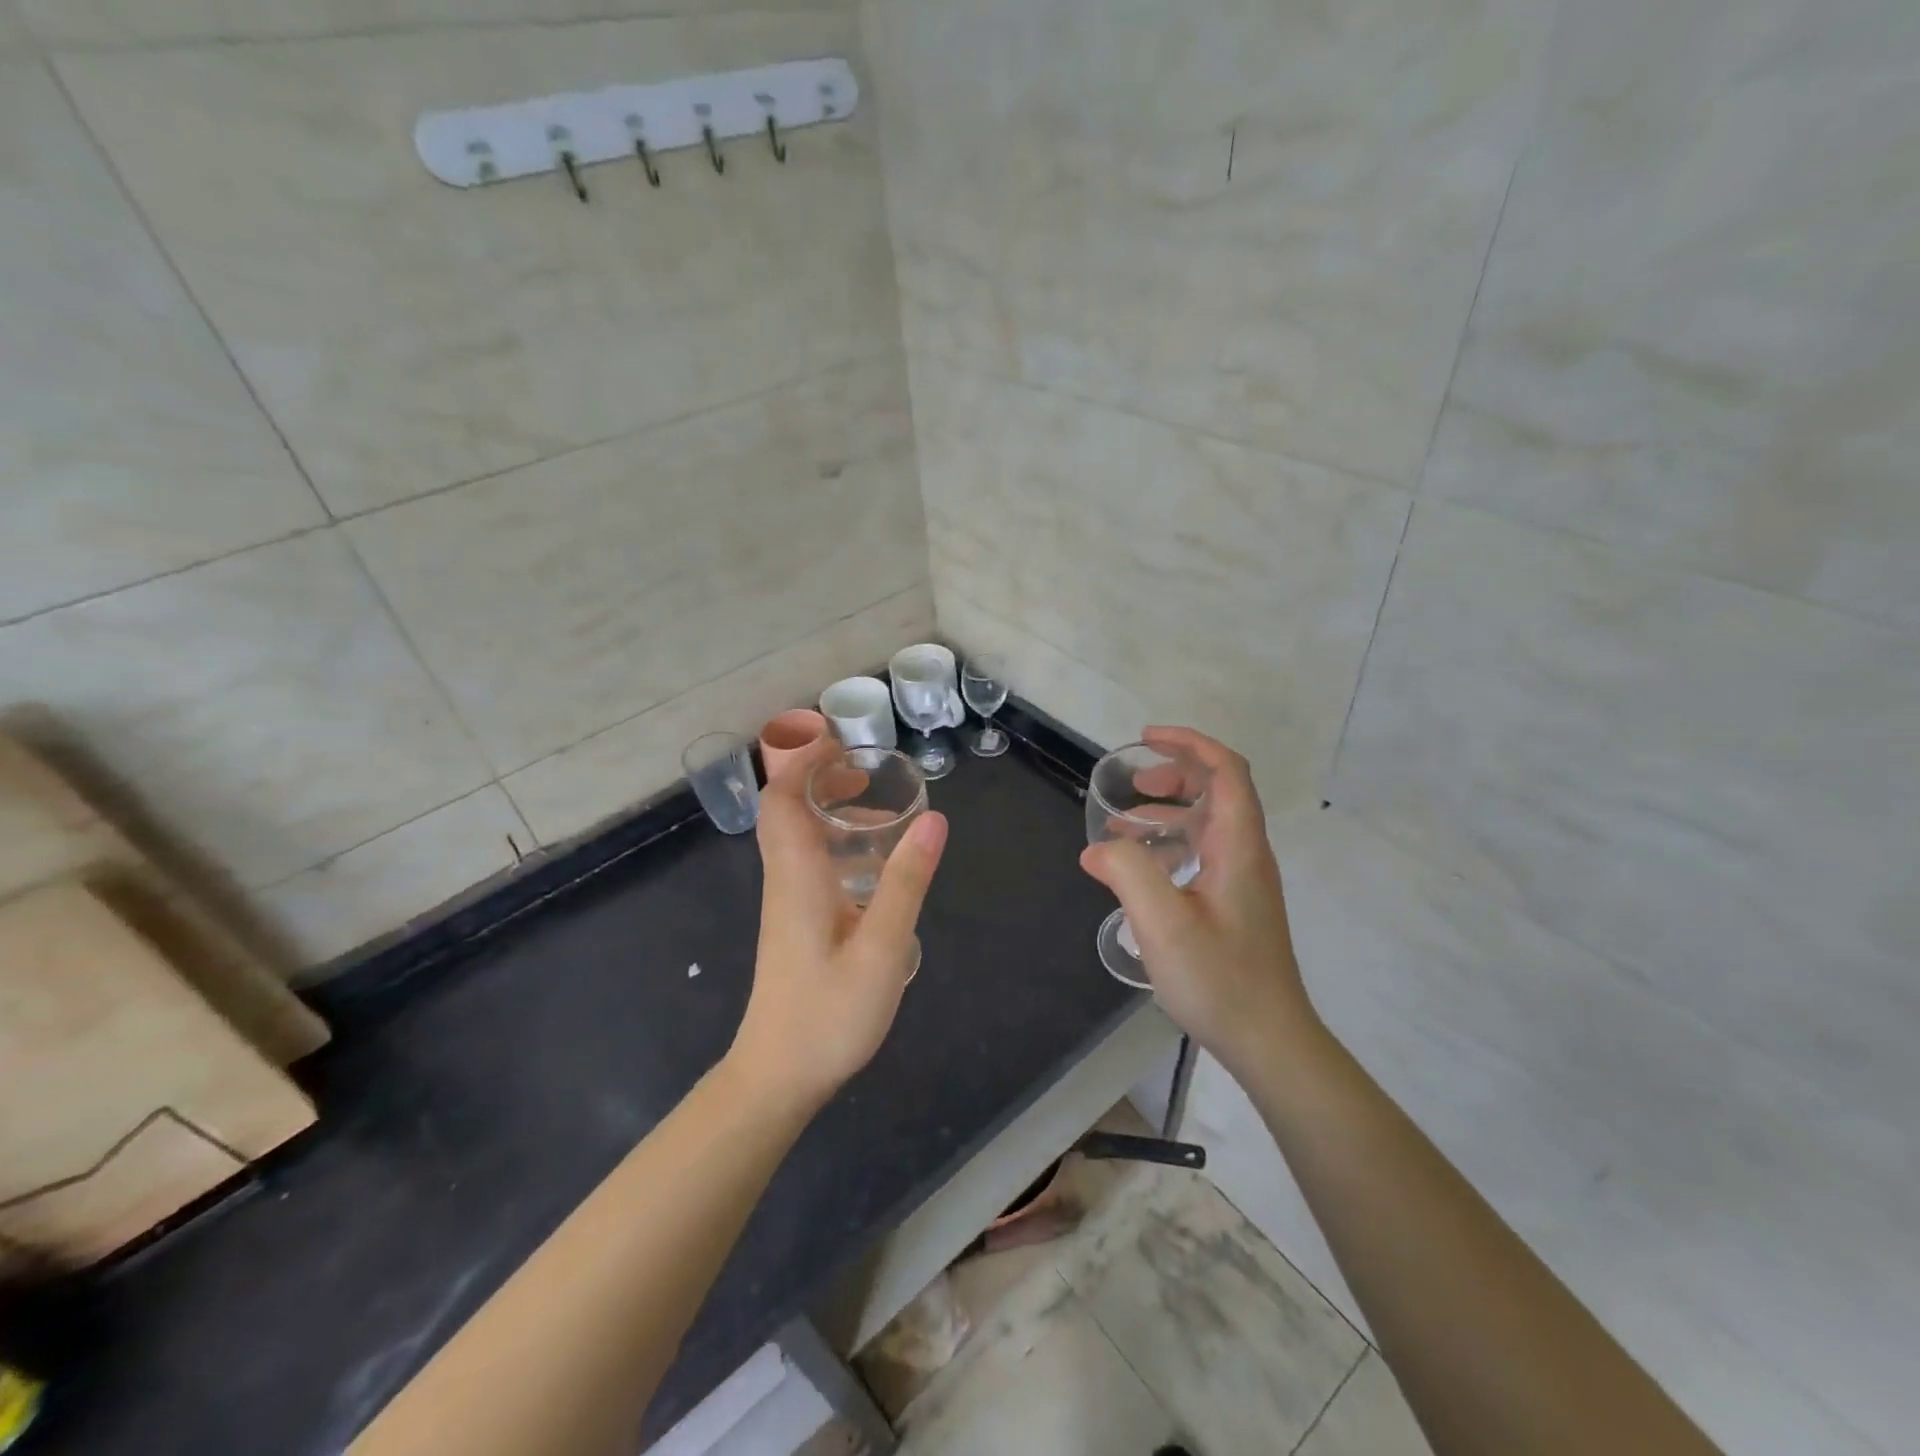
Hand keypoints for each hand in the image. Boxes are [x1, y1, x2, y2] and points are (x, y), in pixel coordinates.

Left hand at [729, 737, 947, 1110]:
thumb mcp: (881, 947)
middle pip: (785, 809)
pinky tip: (872, 866)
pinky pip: (807, 861)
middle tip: (866, 770)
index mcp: (797, 875)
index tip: (839, 739)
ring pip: (795, 836)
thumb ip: (906, 882)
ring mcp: (786, 902)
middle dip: (818, 777)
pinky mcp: (794, 922)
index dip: (803, 760)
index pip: (782, 797)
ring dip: (827, 809)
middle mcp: (784, 879)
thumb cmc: (828, 1014)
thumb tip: (933, 819)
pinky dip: (833, 842)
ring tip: (878, 811)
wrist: (778, 1076)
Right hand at [1079, 726, 1318, 1078]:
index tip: (1147, 738)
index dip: (1190, 744)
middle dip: (1175, 776)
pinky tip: (1141, 871)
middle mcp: (1247, 854)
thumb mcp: (1163, 923)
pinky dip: (1171, 845)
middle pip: (1220, 791)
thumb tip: (1097, 848)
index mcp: (1239, 847)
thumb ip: (1128, 874)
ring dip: (1168, 813)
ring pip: (1209, 825)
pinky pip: (1204, 854)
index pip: (1227, 772)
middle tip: (1132, 785)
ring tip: (1122, 828)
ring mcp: (1244, 881)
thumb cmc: (1220, 979)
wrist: (1269, 1040)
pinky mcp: (1235, 904)